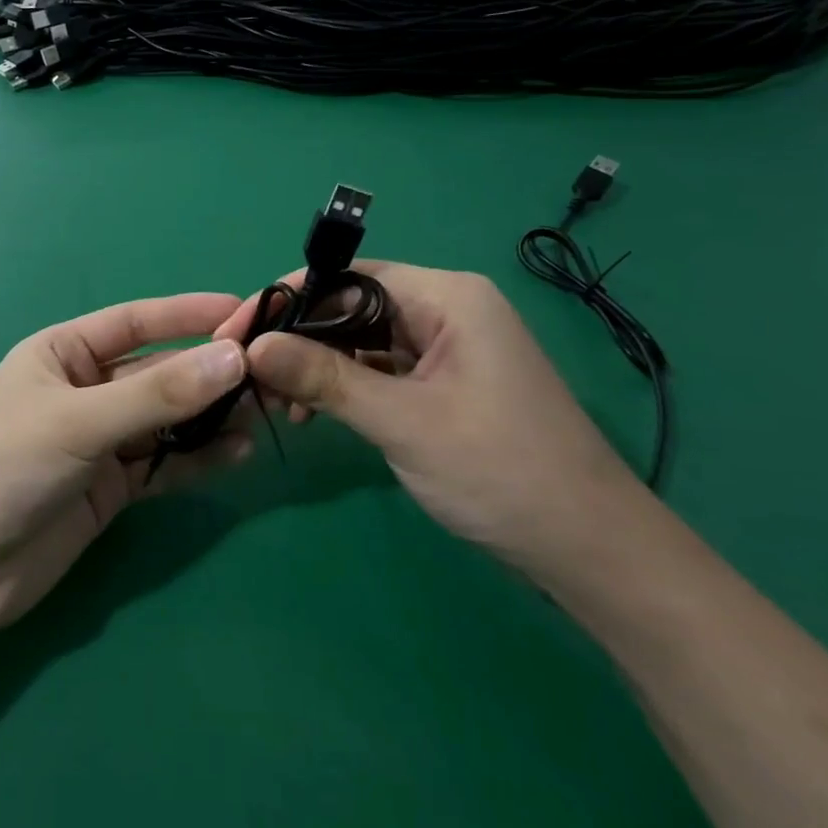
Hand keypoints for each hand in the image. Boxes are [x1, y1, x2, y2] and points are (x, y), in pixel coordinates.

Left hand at [0, 294, 252, 639]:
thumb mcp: (77, 421)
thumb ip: (157, 395)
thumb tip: (235, 358)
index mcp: (64, 353)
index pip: (136, 322)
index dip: (188, 314)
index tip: (245, 311)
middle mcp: (85, 391)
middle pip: (159, 373)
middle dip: (210, 372)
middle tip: (271, 374)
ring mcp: (99, 442)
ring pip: (168, 421)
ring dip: (210, 418)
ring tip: (263, 414)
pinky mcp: (110, 490)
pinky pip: (164, 466)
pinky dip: (198, 460)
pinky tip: (236, 454)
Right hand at [227, 262, 641, 563]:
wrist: (590, 552)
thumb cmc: (500, 473)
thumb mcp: (402, 422)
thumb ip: (325, 377)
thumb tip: (253, 346)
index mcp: (449, 298)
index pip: (349, 275)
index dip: (289, 299)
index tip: (236, 332)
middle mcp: (449, 310)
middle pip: (352, 306)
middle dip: (299, 338)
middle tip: (249, 374)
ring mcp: (448, 349)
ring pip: (362, 340)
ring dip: (318, 366)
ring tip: (278, 402)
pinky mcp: (445, 384)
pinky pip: (380, 369)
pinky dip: (345, 386)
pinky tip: (313, 413)